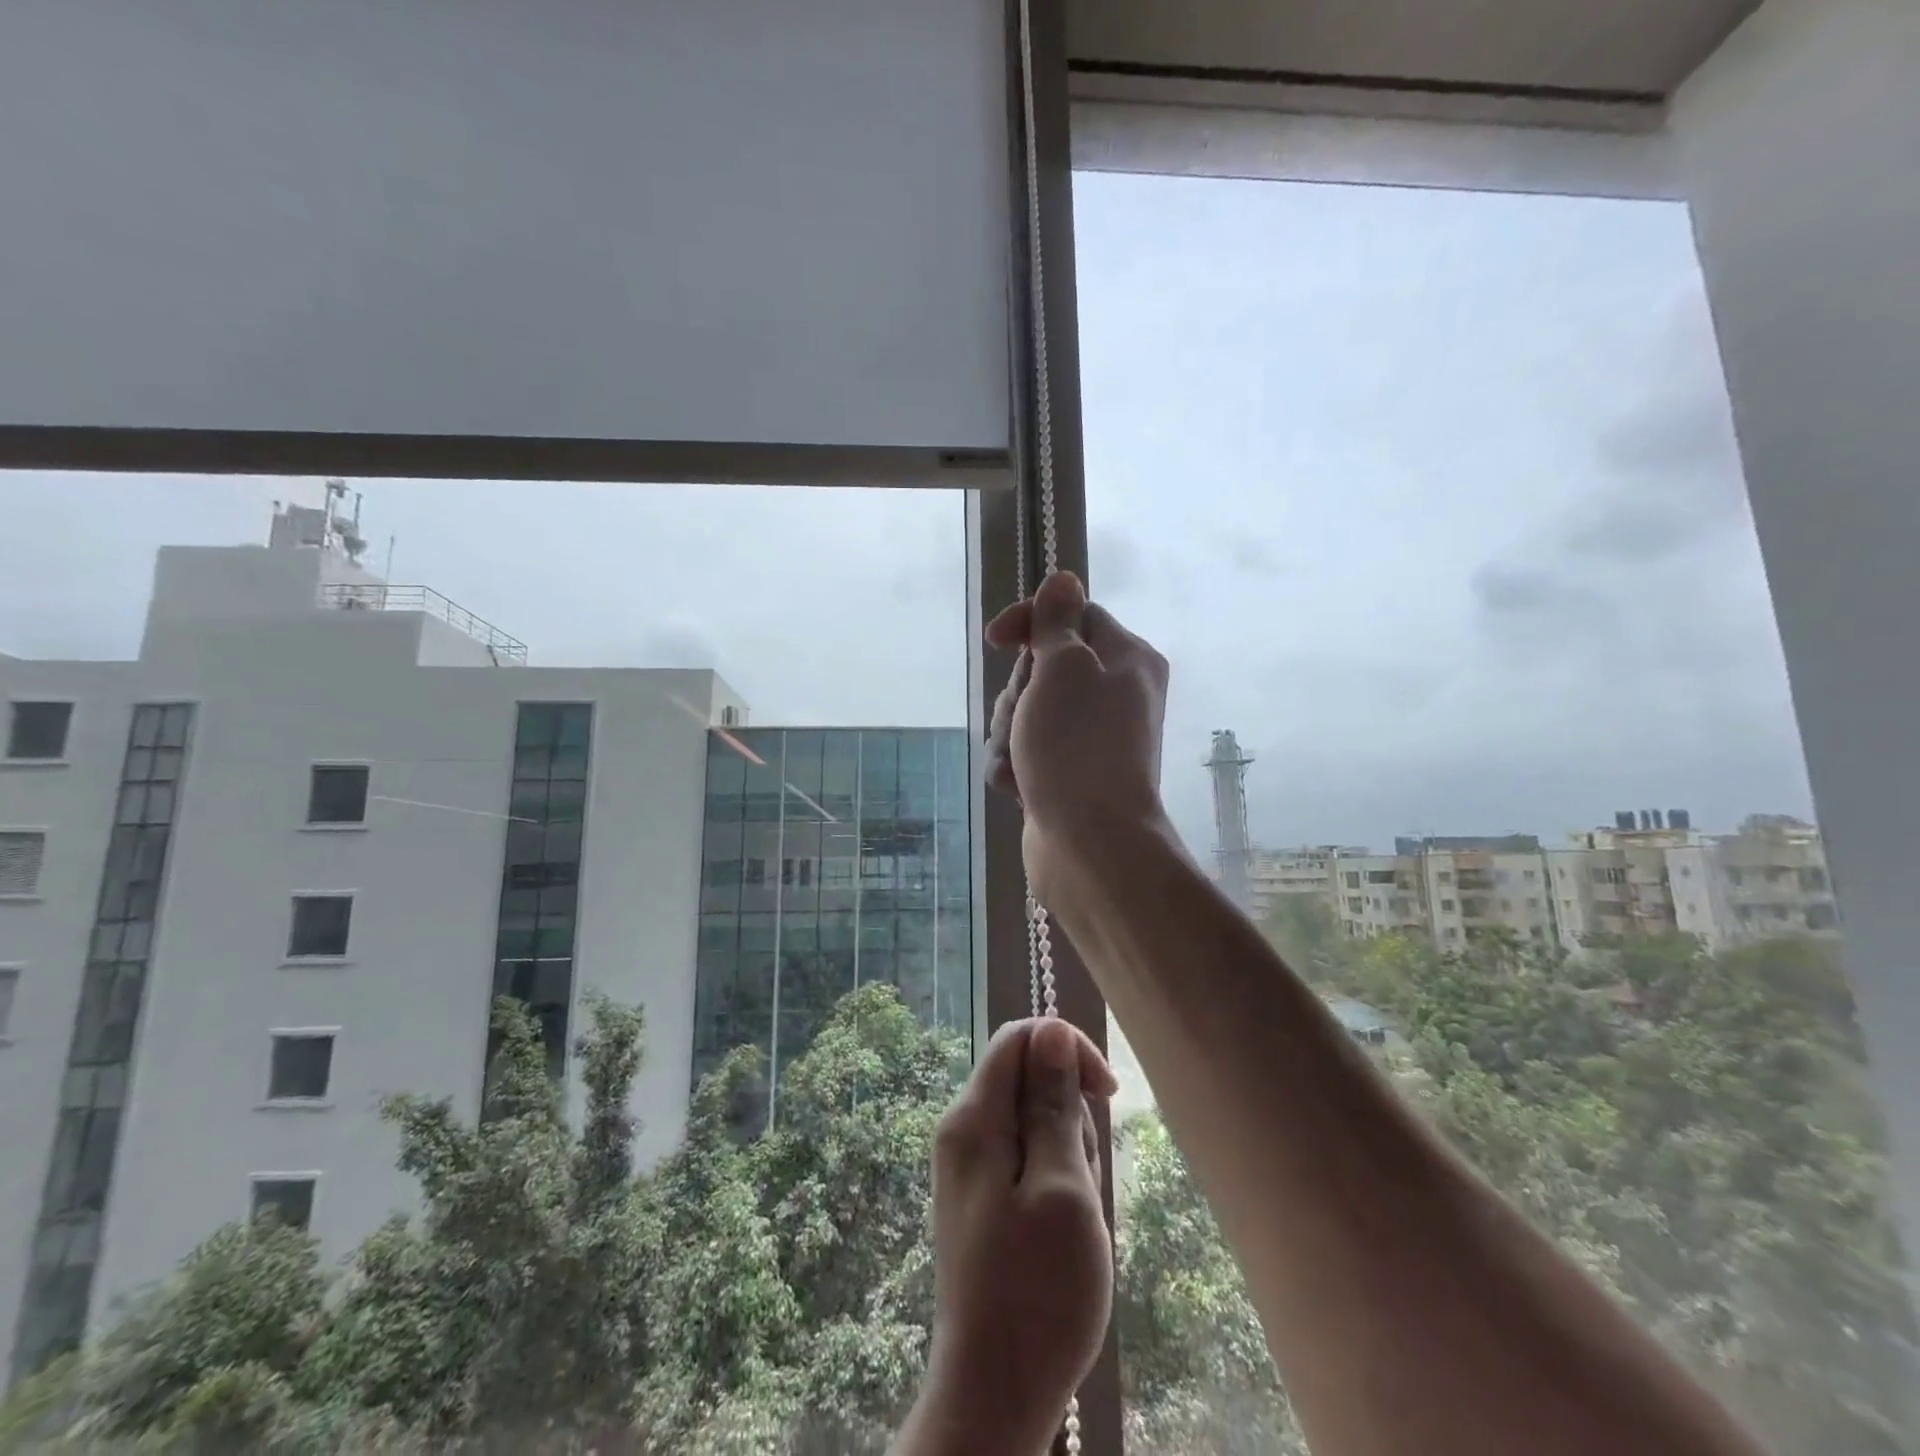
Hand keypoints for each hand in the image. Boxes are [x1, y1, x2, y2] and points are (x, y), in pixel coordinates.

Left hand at [910, 1017, 1117, 1454]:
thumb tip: (1051, 1030)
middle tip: (1083, 1181)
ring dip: (1067, 1154)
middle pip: (1027, 1080)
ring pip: (1032, 1123)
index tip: (1108, 1094)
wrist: (994, 1396)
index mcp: (973, 1119)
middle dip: (1069, 1115)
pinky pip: (1025, 1159)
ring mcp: (969, 1167)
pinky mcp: (981, 1199)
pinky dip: (1055, 1180)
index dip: (1067, 1049)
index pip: (1019, 1038)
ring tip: (1075, 1216)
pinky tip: (1063, 1230)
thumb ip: (1054, 1105)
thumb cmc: (1038, 1292)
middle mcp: (962, 1131)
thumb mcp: (1063, 1188)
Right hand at [984, 571, 1171, 904]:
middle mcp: (1115, 695)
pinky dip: (1015, 766)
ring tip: (1020, 763)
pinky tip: (1019, 787)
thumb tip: (1064, 578)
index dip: (1032, 622)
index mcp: (1127, 659)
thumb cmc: (1077, 746)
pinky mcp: (1067, 775)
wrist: (1090, 845)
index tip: (997, 641)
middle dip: (1018, 693)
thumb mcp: (1064, 669)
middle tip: (1026, 717)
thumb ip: (1058, 623)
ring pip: (1027, 713)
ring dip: (1010, 734)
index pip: (1074, 616)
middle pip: (1044, 667)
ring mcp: (1090, 739)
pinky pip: (1027, 753)